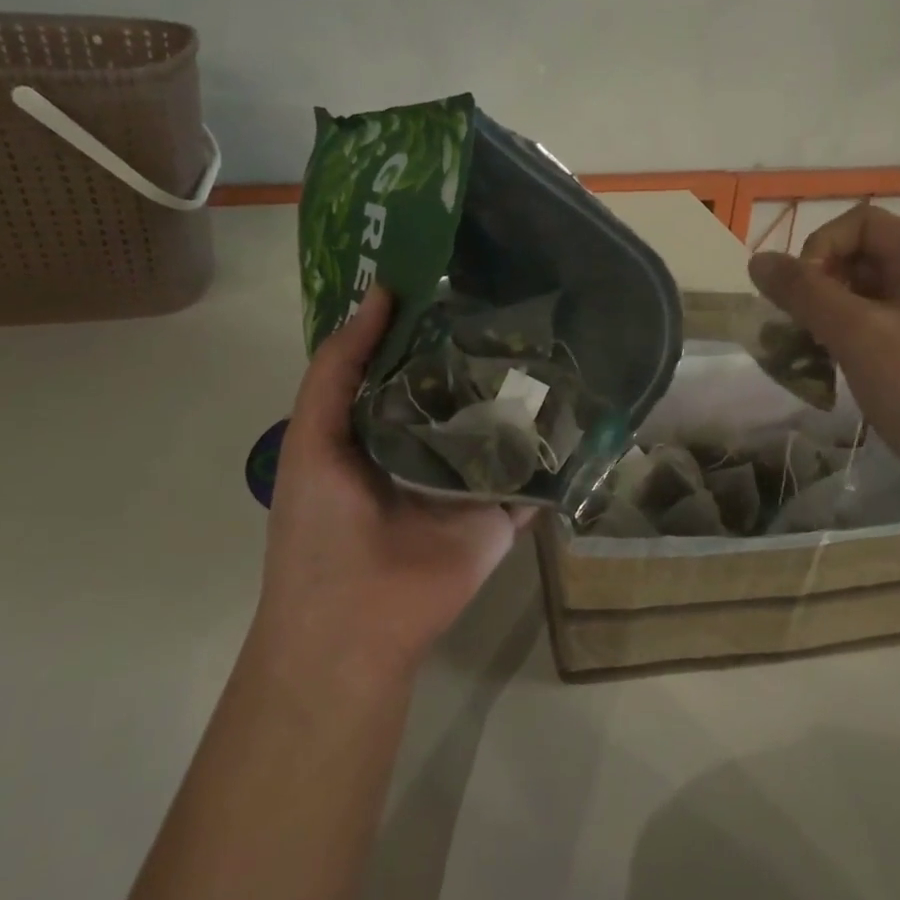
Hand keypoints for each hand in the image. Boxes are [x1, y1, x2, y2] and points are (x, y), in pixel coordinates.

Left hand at [254, 287, 531, 684]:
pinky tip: (586, 408)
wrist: (354, 622)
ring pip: (505, 428)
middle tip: (524, 301)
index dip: (430, 323)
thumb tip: (381, 294)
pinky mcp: (506, 512)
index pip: (413, 364)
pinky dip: (558, 450)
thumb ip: (338, 369)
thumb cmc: (320, 526)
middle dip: (487, 353)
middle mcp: (431, 447)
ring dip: (527, 395)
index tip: (461, 278)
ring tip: (562, 341)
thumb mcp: (313, 436)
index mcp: (383, 427)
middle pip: (465, 391)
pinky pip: (536, 475)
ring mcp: (472, 481)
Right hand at [748, 204, 899, 521]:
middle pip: (862, 257)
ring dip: (828, 317)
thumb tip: (757, 260)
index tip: (802, 294)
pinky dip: (847, 341)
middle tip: (799, 328)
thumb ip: (803, 292)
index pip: (861, 222)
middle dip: (820, 286)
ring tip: (810, 354)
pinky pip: (877, 330)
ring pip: (865, 297)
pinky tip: (833, 372)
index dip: (820, 247)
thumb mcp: (856, 334)